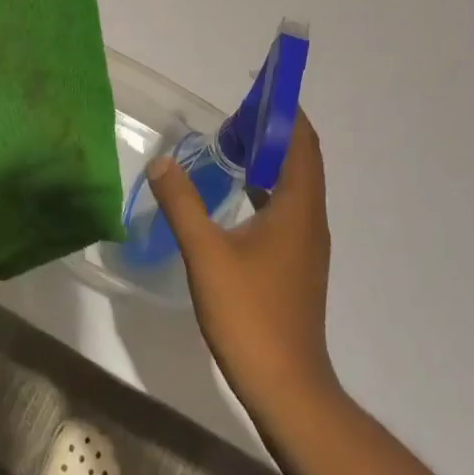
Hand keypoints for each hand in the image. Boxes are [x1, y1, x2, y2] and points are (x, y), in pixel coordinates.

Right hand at [146, 109, 338, 412]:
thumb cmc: (250, 314)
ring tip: (228, 147)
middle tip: (230, 118)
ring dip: (267, 160)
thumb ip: (183, 203)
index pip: (302, 142)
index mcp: (299, 208)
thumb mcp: (206, 253)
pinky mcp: (296, 264)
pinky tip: (233, 196)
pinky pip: (285, 208)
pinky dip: (264, 189)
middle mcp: (310, 219)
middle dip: (272, 132)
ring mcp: (306, 244)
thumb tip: (162, 162)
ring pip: (293, 185)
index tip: (257, 89)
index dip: (285, 111)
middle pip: (300, 159)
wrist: (286, 385)